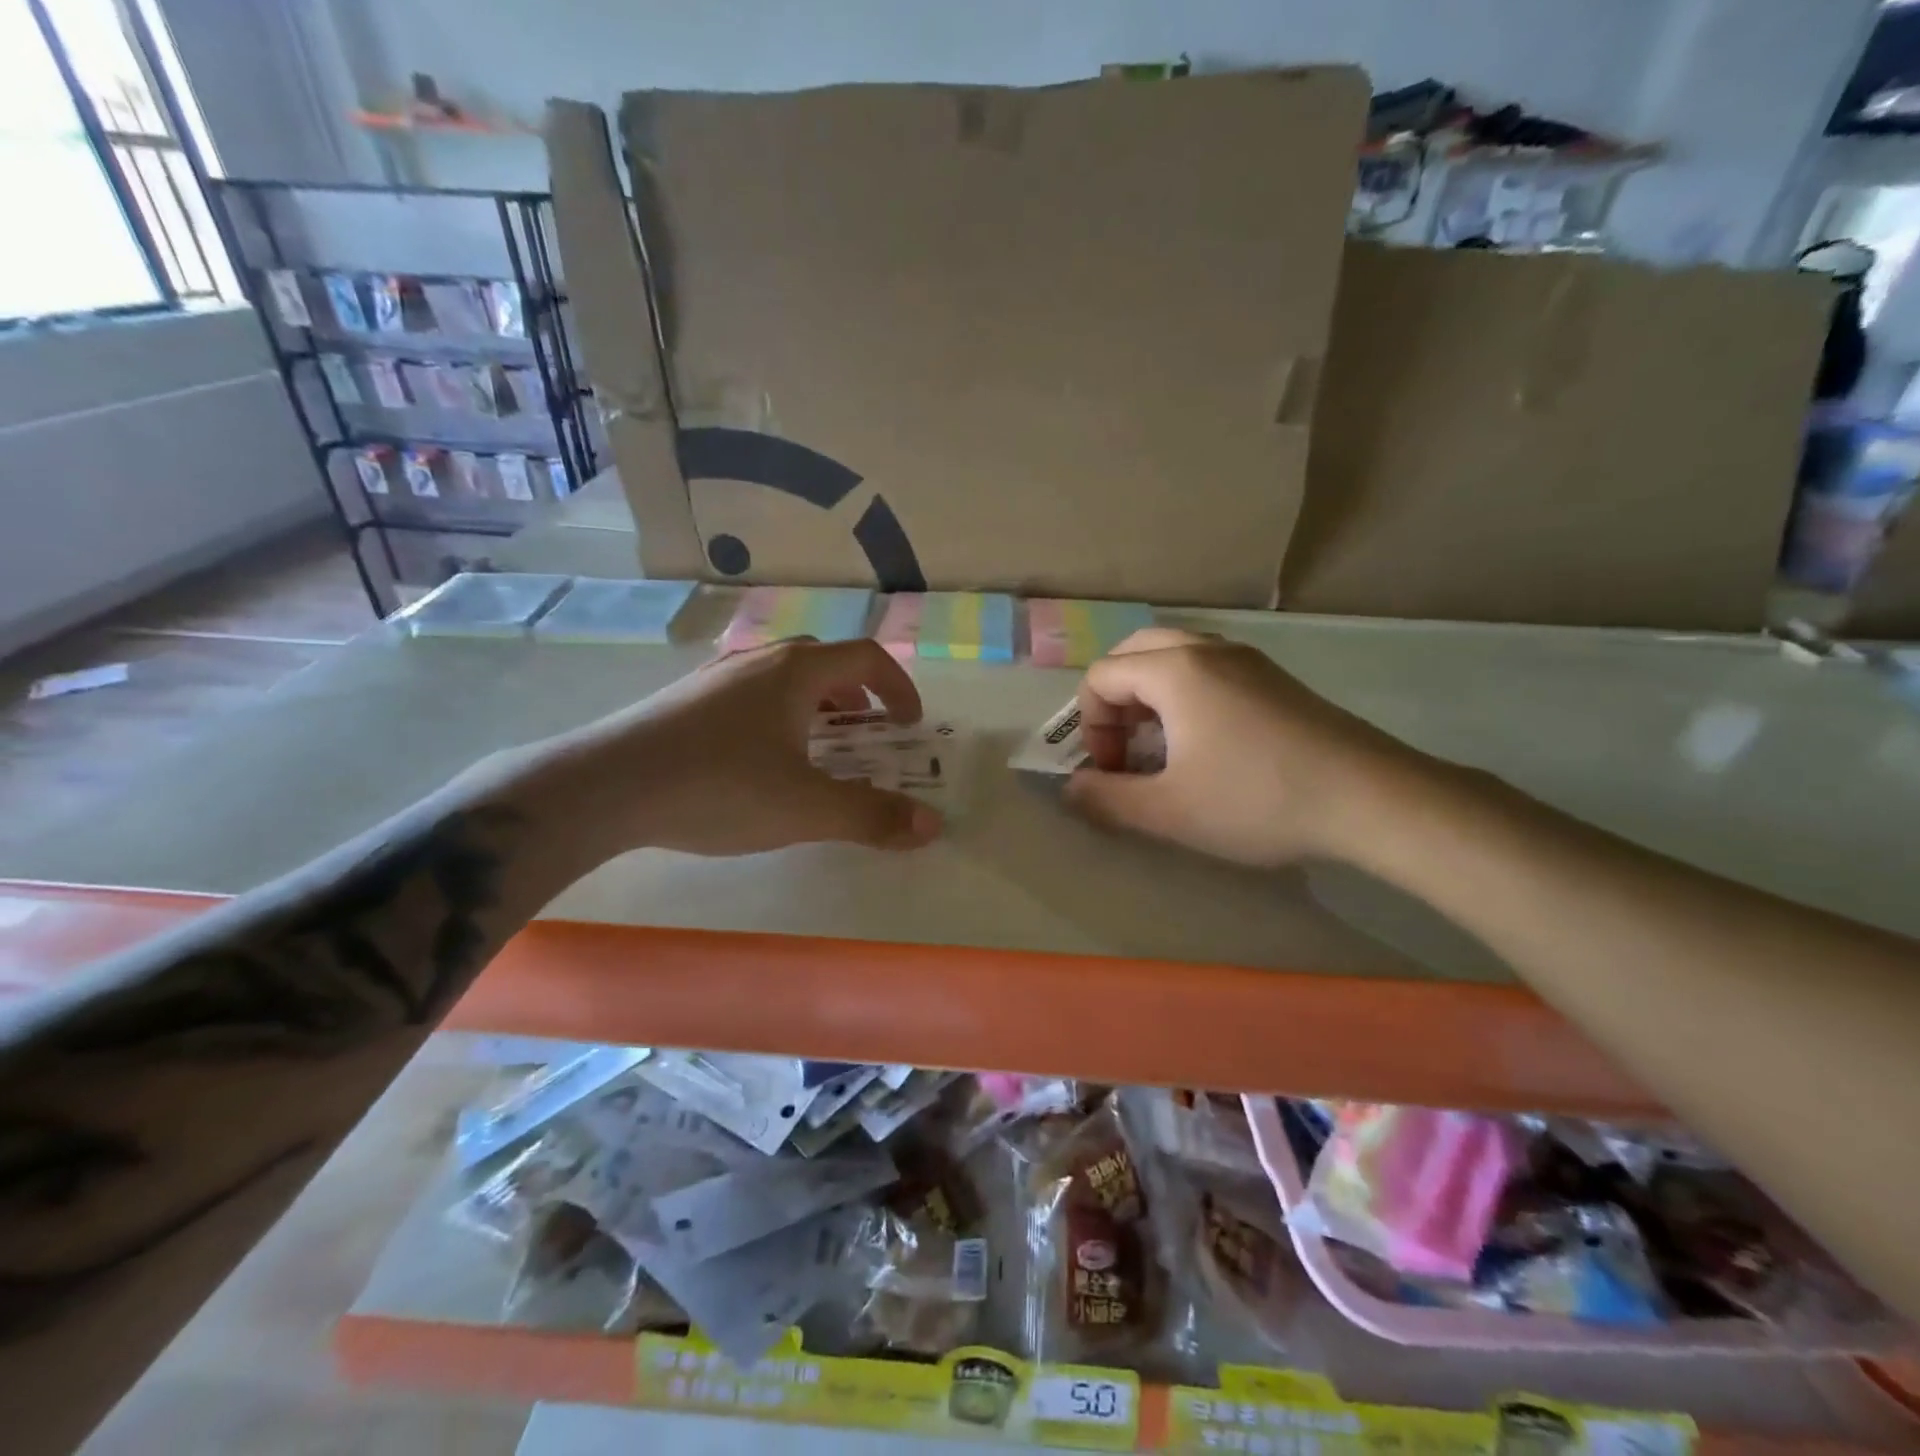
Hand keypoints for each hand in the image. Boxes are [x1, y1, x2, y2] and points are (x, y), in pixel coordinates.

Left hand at [544, 637, 943, 857]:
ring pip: (782, 677)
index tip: (909, 723)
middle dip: (857, 695)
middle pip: (824, 661)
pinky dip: (776, 714)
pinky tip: (758, 758)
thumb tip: (931, 825)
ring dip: (815, 704)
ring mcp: (715, 677)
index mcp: (796, 672)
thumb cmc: (718, 787)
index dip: (898, 686)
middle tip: (868, 733)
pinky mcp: (684, 700)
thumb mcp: (805, 808)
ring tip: (817, 747)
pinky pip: (749, 694)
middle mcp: (758, 661)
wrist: (603, 787)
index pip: (866, 658)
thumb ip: (872, 815)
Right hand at [1064, 628, 1424, 866]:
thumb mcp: (1168, 811)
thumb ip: (1107, 798)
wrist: (1370, 798)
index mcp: (1174, 670)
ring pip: (1174, 657)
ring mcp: (1247, 660)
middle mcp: (1207, 650)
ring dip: (1151, 696)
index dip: (1090, 727)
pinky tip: (1207, 746)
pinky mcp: (1276, 679)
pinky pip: (1209, 670)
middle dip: (1115, 701)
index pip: (1101, 677)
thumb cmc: (1257, 800)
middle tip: (1127, 749)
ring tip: (1162, 748)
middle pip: (1134, 654)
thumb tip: (1071, 788)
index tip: (1112, 772)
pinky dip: (1186, 695)